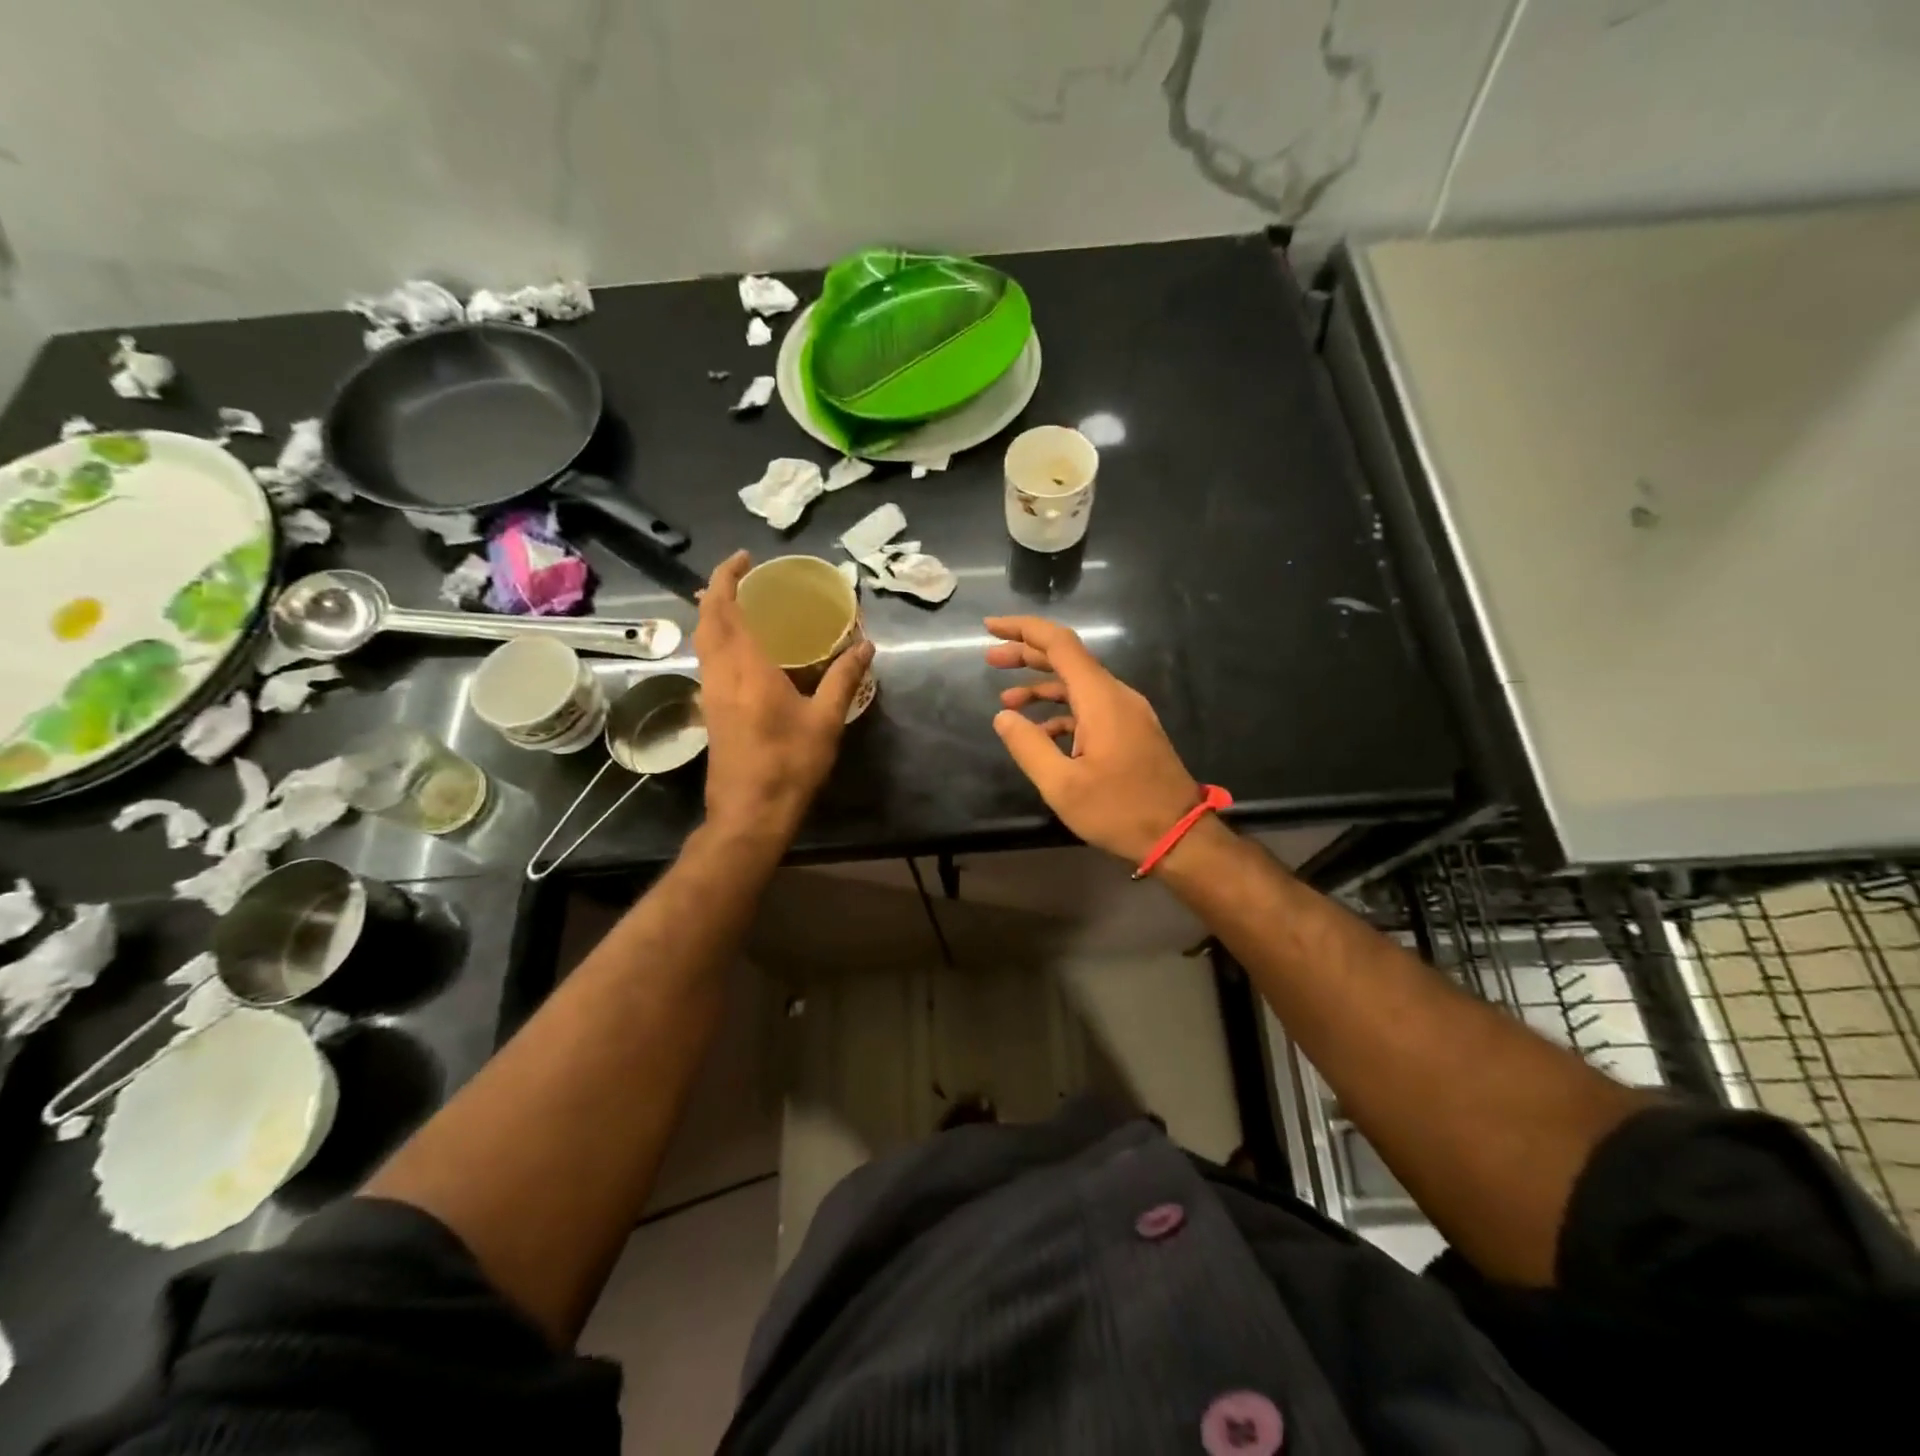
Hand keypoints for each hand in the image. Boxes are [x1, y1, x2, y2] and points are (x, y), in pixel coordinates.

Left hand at [693, 551, 872, 840]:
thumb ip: (843, 679)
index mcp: (747, 668)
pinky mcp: (712, 710)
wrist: (750, 813)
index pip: (727, 610)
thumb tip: (866, 646)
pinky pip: (708, 660)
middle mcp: (721, 674)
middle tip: (742, 575)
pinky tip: (739, 647)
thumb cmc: (790, 765)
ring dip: (713, 614)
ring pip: (703, 641)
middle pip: (707, 620)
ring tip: (737, 602)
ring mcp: (711, 693)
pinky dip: (717, 639)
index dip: (729, 578)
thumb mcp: (825, 721)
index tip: (744, 559)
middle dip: (717, 591)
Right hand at [985, 615, 1201, 863]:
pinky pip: (1090, 709)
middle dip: (1027, 655)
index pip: (1059, 644)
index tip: (990, 628)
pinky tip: (1040, 732)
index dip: (1022, 629)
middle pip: (1067, 660)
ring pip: (1078, 686)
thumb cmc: (1120, 810)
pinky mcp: (1131, 732)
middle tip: (990, 660)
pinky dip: (1061, 712)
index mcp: (1101, 698)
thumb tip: (1003, 716)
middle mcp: (1116, 696)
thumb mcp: (1062, 785)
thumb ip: (1028, 746)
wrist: (1179, 836)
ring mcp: (1127, 713)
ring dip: (1042, 688)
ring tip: (1006, 700)